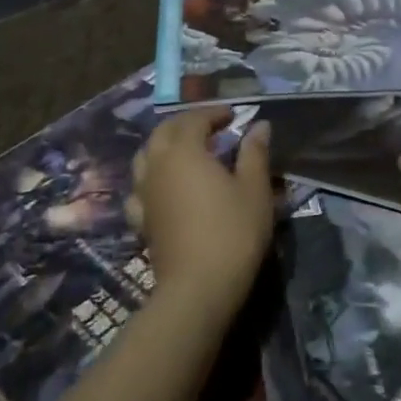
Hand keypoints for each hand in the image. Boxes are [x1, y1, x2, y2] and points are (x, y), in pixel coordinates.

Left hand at [129, 111, 274, 321]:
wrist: (197, 287)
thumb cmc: (232, 232)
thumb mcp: (254, 189)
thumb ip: (254, 153)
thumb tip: (260, 125)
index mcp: (184, 151)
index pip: (194, 119)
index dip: (213, 113)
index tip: (233, 115)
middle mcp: (157, 164)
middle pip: (164, 131)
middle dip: (186, 124)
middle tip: (211, 128)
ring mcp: (144, 192)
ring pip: (146, 156)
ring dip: (165, 146)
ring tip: (187, 152)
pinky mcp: (141, 217)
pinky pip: (140, 188)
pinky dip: (152, 178)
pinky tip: (164, 188)